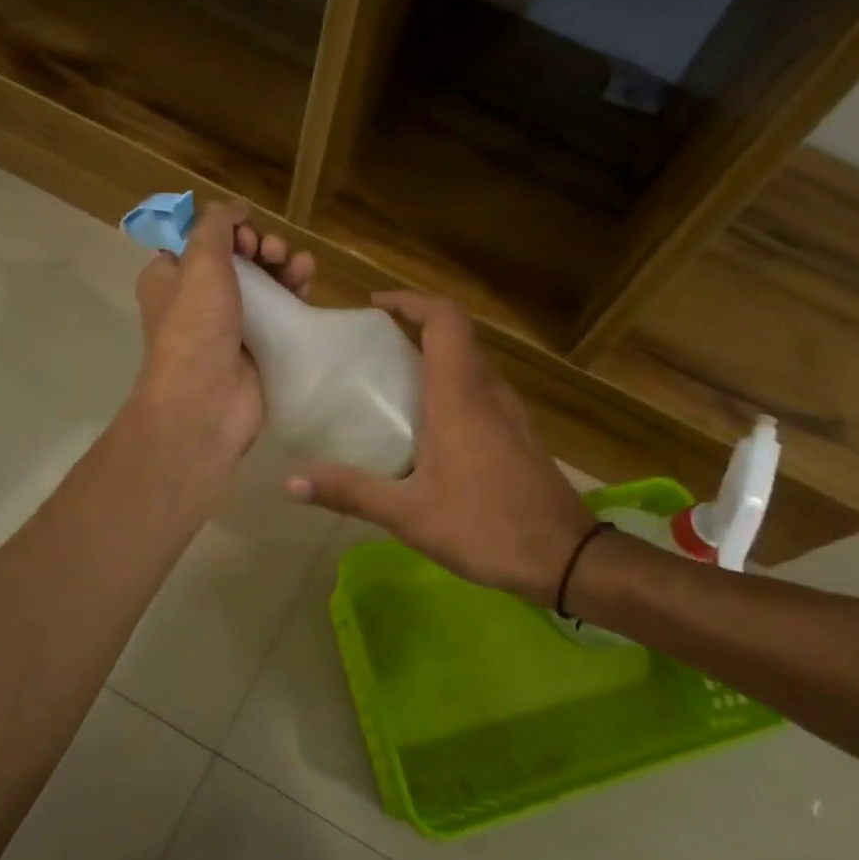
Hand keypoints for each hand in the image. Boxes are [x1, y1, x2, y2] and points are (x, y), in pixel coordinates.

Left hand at [130, 199, 314, 470]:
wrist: (205, 403)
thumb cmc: (195, 328)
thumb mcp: (200, 263)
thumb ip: (216, 227)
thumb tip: (231, 208)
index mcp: (170, 278)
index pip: (200, 239)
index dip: (226, 228)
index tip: (244, 231)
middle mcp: (197, 299)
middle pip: (236, 258)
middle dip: (259, 245)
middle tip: (272, 250)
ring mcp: (229, 325)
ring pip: (262, 282)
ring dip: (282, 265)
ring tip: (299, 264)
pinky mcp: (257, 346)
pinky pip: (279, 311)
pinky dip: (293, 292)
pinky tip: (308, 281)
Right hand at [285, 292, 594, 604]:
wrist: (567, 558)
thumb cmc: (485, 527)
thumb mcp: (409, 514)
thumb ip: (350, 492)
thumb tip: (291, 481)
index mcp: (460, 395)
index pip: (444, 319)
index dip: (410, 301)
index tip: (374, 306)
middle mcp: (489, 391)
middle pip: (456, 336)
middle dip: (415, 328)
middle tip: (371, 348)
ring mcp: (511, 412)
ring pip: (471, 363)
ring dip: (435, 358)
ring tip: (392, 383)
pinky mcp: (520, 433)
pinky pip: (482, 390)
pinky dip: (452, 386)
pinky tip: (430, 427)